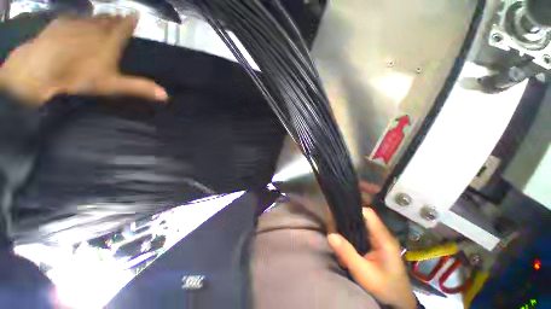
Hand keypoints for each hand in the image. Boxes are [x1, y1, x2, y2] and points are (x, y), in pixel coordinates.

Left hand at [0, 15, 167, 104]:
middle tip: (119, 17)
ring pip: (91, 17)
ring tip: (101, 18)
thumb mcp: (113, 85)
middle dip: (114, 18)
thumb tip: (166, 95)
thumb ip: (139, 87)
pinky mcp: (59, 24)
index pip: (124, 27)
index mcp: (110, 41)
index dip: (130, 21)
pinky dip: (78, 20)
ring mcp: (76, 23)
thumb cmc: (79, 76)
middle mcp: (96, 27)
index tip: (135, 15)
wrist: (40, 69)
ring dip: (98, 18)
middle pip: (108, 19)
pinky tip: (77, 21)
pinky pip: (73, 18)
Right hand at [327, 208, 415, 308]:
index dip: (352, 209)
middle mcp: (381, 234)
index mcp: (383, 238)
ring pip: (359, 224)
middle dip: (344, 219)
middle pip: (361, 217)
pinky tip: (342, 241)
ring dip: (345, 227)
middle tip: (331, 226)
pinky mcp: (375, 244)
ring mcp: (378, 239)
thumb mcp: (364, 273)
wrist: (398, 301)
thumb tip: (330, 235)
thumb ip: (347, 253)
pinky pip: (359, 232)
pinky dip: (349, 234)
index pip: (368, 213)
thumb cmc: (384, 287)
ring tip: (334, 233)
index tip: (336, 212)